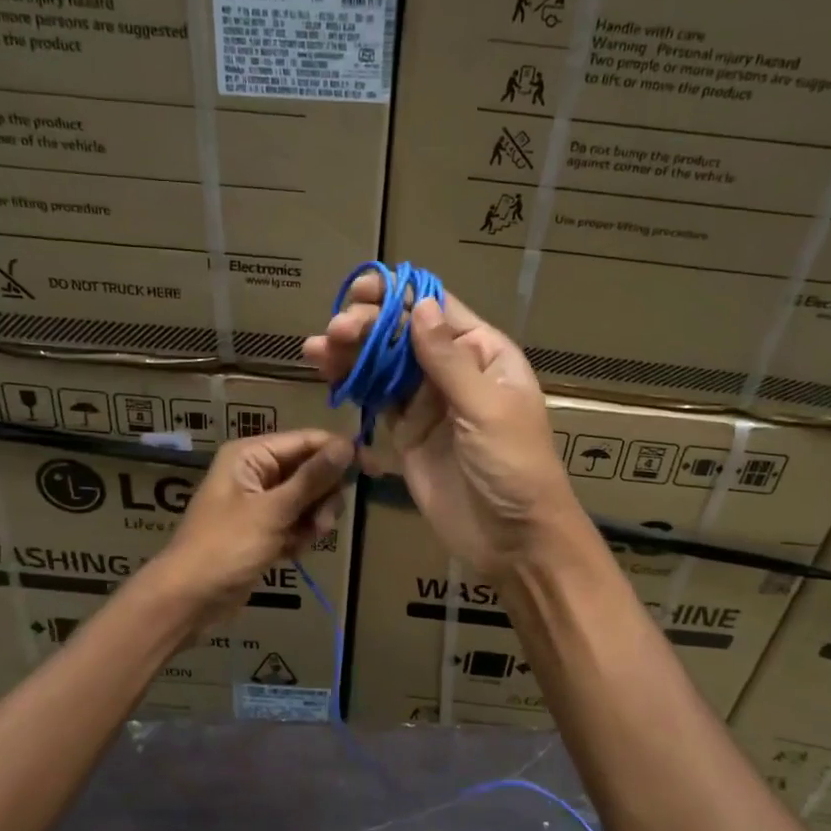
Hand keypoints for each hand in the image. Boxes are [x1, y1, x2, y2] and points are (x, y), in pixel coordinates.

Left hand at [149, 429, 352, 621]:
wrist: (189, 600)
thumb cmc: (225, 548)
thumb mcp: (272, 511)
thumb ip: (312, 478)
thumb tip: (348, 444)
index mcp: (252, 455)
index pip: (309, 441)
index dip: (342, 453)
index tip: (375, 470)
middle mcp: (257, 471)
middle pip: (313, 471)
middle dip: (322, 498)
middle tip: (319, 523)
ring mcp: (261, 502)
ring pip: (309, 500)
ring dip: (313, 521)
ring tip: (300, 541)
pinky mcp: (265, 529)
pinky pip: (298, 522)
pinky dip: (300, 536)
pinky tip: (289, 553)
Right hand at [303, 275, 575, 574]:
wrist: (513, 539)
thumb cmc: (514, 467)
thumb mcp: (487, 409)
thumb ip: (448, 360)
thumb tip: (419, 304)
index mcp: (484, 354)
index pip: (437, 310)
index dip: (399, 295)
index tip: (361, 291)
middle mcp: (454, 371)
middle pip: (403, 334)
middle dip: (368, 326)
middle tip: (335, 332)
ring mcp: (428, 403)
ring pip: (384, 365)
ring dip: (351, 352)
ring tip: (316, 348)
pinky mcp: (407, 434)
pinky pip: (377, 400)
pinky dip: (352, 385)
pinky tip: (327, 373)